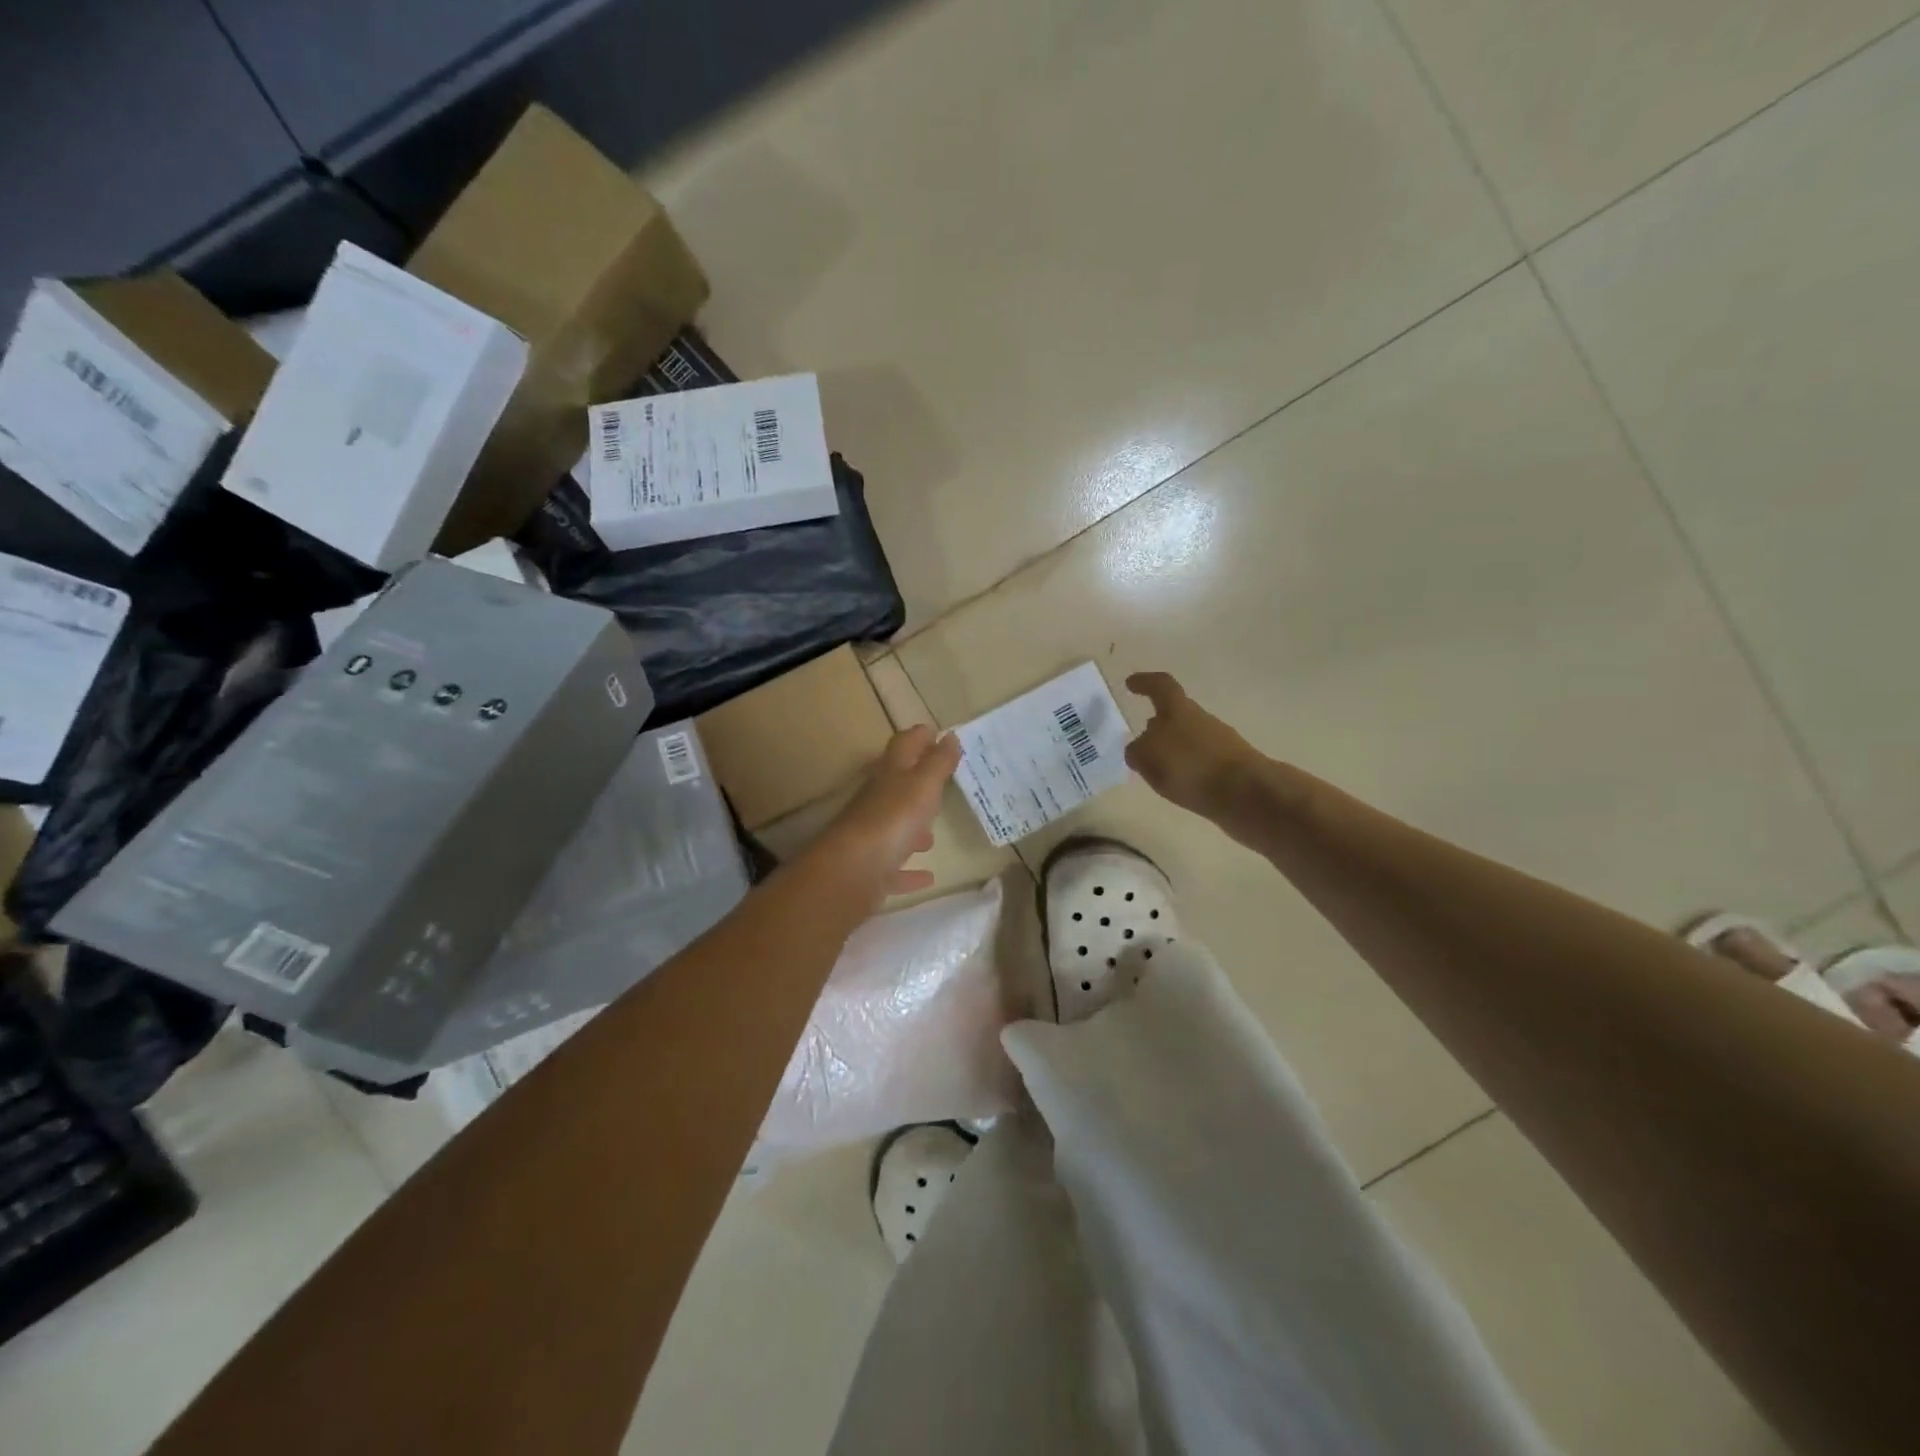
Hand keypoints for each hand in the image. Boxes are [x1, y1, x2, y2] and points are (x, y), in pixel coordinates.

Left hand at [808, 725, 962, 910]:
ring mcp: (872, 836)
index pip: (904, 745)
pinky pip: (895, 867)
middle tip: (942, 785)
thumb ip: (938, 762)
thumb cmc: (892, 819)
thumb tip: (950, 736)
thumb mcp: (923, 785)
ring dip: (913, 829)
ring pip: (894, 827)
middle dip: (918, 784)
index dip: (919, 737)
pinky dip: (909, 870)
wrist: (851, 871)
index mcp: (889, 774)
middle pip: (897, 786)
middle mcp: (877, 801)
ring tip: (933, 835)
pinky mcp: (872, 869)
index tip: (937, 734)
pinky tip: (927, 876)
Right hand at [1124, 672, 1262, 818]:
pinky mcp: (1230, 767)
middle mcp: (1201, 720)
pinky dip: (1186, 770)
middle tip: (1141, 741)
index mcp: (1179, 710)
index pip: (1160, 686)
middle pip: (1176, 715)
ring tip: (1155, 771)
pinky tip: (1178, 787)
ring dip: (1171, 750)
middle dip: (1158, 726)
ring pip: (1188, 739)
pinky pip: (1200, 762)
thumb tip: (1139, 748)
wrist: (1247, 794)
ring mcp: (1220, 743)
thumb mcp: (1148, 758)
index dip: (1145, 682)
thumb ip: (1137, 750)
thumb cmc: (1191, 767)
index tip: (1131, 684)